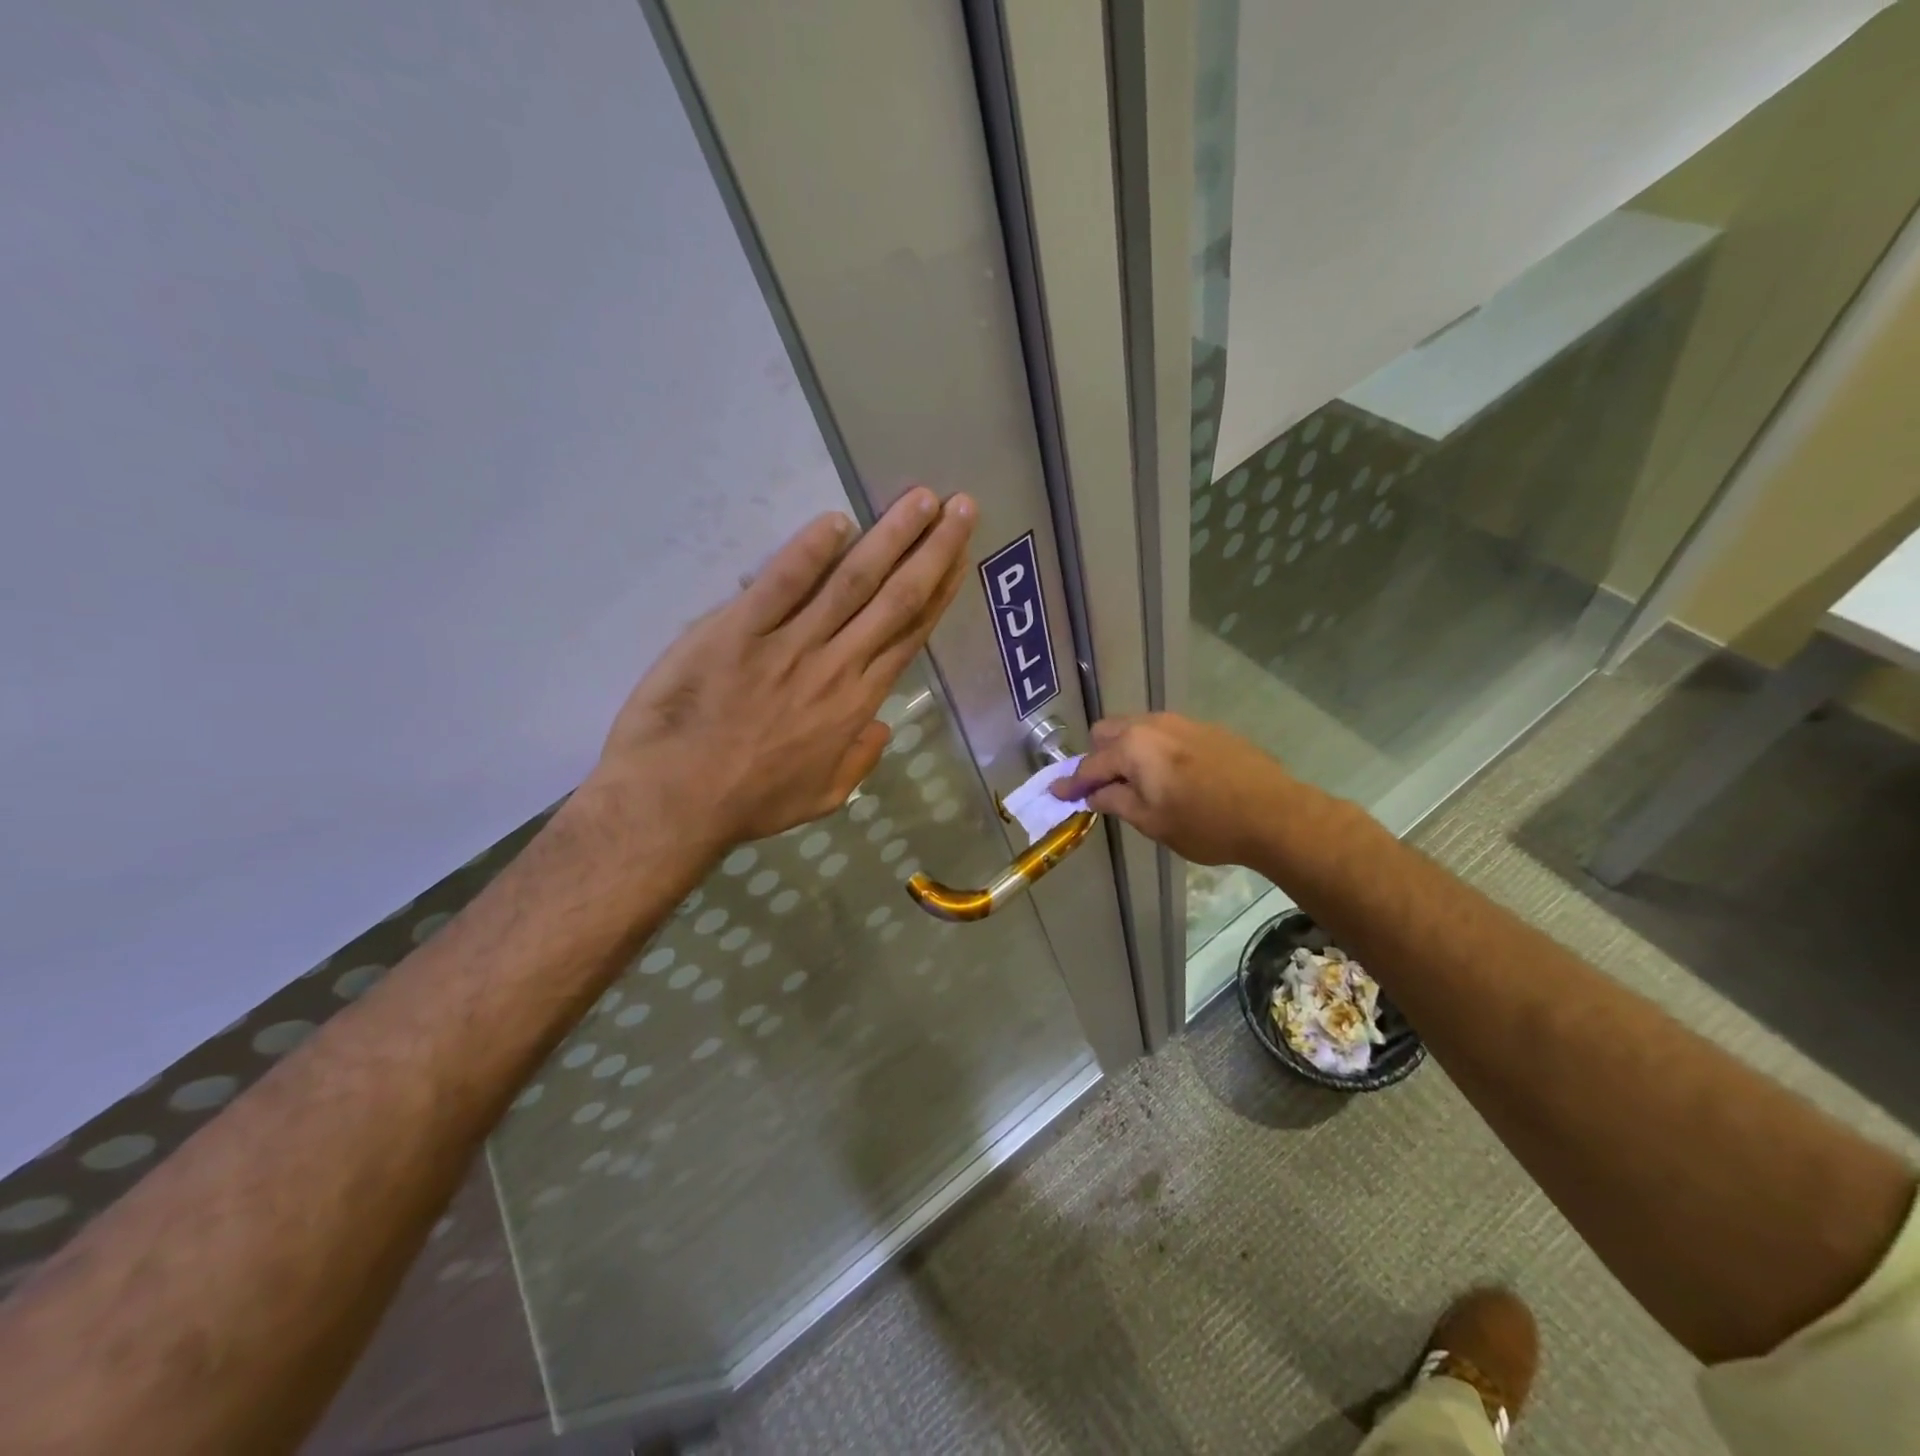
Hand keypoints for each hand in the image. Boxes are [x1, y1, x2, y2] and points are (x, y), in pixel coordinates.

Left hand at [592, 487, 975, 849]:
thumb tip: (883, 726)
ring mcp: (787, 645)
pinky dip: (809, 551)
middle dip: (932, 550)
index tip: (959, 556)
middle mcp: (835, 665)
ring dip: (889, 538)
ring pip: (851, 583)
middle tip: (960, 507)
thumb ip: (859, 760)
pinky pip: (781, 584)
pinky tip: (836, 521)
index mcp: (857, 702)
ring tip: (919, 499)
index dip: (939, 591)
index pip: (908, 634)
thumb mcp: (822, 795)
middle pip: (894, 599)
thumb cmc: (750, 802)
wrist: (675, 802)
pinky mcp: (736, 631)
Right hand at [1051, 713, 1294, 865]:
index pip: (1091, 765)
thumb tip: (1092, 795)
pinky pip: (1164, 734)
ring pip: (1137, 729)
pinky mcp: (1206, 729)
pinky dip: (1153, 751)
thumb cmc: (1206, 824)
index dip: (1071, 783)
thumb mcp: (1152, 821)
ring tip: (1137, 782)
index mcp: (1134, 746)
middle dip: (1098, 757)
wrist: (1275, 813)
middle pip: (1108, 732)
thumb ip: (1115, 802)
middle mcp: (1153, 724)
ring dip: (1126, 751)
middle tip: (1102, 788)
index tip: (1056, 793)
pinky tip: (1171, 776)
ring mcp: (1182, 722)